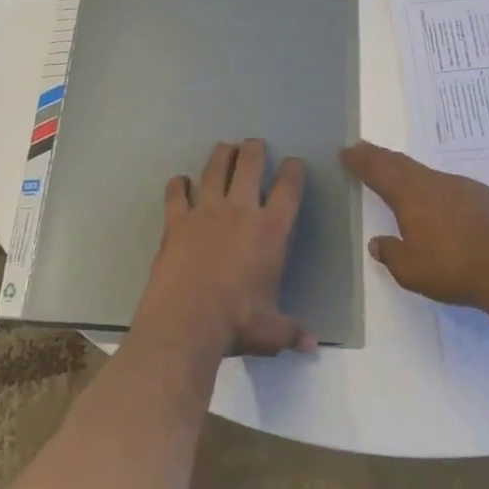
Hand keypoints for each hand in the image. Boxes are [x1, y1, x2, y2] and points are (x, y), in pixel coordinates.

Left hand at [136, 138, 314, 357]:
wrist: (186, 322)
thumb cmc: (236, 323)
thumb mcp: (271, 332)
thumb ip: (291, 331)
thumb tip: (312, 345)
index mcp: (269, 231)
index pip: (288, 191)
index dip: (293, 172)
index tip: (294, 162)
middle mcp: (239, 211)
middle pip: (249, 166)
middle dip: (254, 150)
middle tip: (255, 143)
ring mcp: (205, 212)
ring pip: (214, 170)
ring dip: (221, 155)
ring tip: (225, 147)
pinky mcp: (176, 221)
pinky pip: (176, 194)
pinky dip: (178, 185)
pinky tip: (180, 181)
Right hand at [342, 141, 488, 312]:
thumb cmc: (454, 269)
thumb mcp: (411, 270)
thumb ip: (391, 254)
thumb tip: (377, 242)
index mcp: (410, 195)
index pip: (377, 170)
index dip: (360, 160)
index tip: (346, 151)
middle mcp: (433, 182)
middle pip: (400, 163)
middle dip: (379, 155)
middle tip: (363, 148)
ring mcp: (462, 186)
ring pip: (427, 173)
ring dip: (408, 171)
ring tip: (399, 175)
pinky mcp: (486, 197)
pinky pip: (452, 187)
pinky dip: (437, 188)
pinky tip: (443, 203)